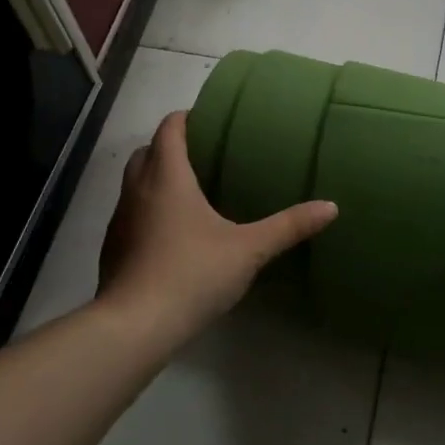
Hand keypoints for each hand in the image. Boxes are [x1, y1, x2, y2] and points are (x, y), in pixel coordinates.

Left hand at [98, 110, 337, 344]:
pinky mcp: (113, 248)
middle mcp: (137, 190)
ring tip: (192, 192)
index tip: (210, 119)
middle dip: (171, 147)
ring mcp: (121, 219)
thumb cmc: (192, 274)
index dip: (186, 118)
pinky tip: (173, 234)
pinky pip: (132, 214)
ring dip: (157, 178)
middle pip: (147, 151)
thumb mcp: (249, 249)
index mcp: (167, 177)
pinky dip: (149, 210)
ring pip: (135, 183)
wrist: (135, 326)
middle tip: (206, 156)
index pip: (169, 129)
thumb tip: (331, 206)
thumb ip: (289, 226)